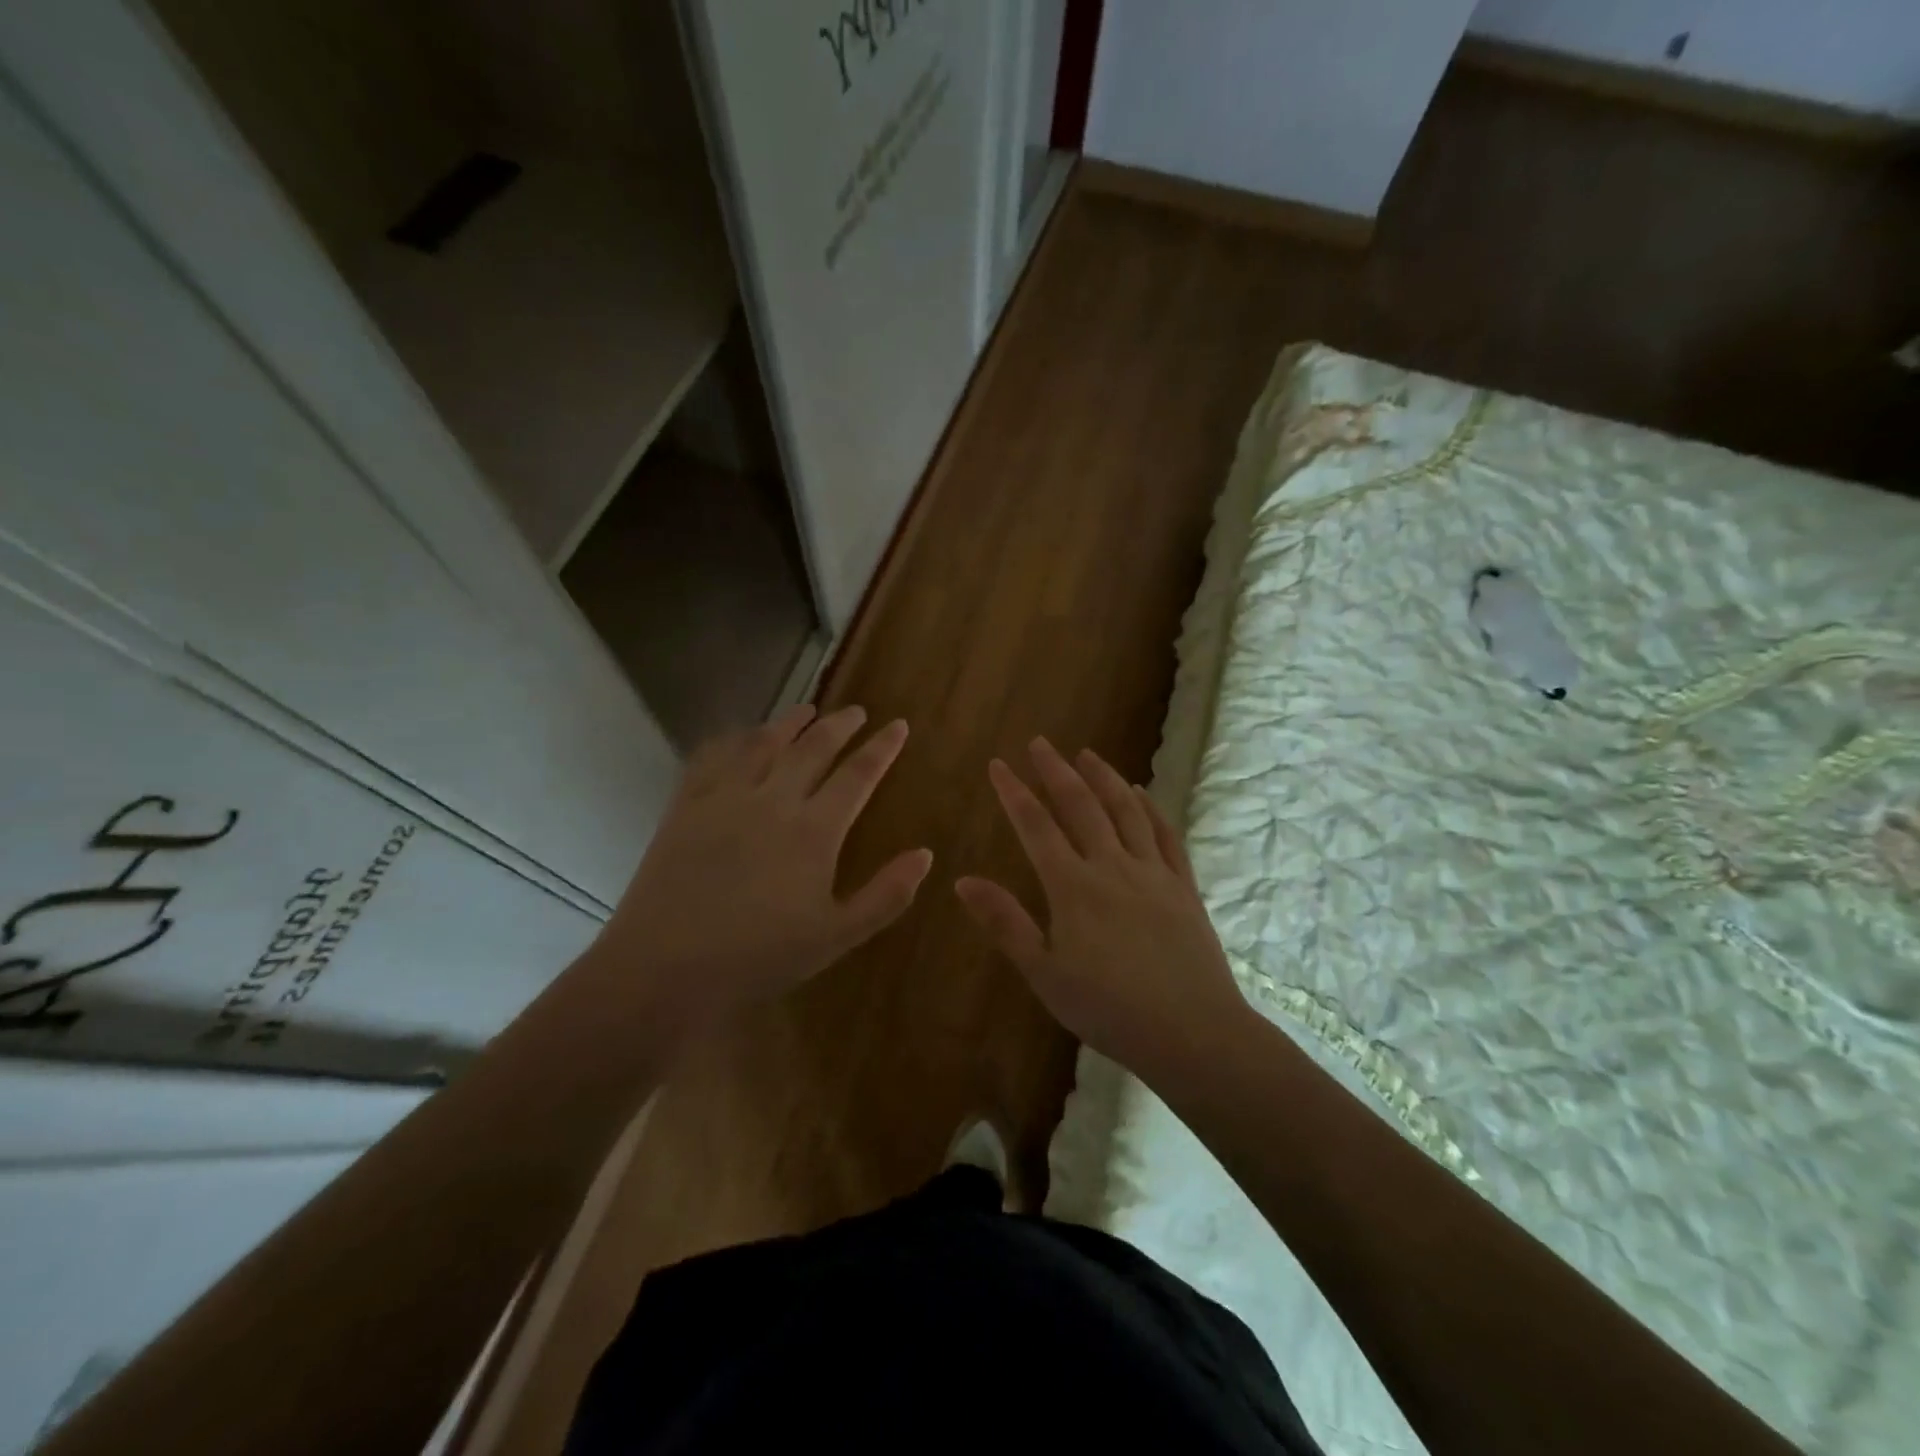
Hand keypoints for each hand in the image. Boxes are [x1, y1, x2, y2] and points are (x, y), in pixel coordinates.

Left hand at [592, 703, 931, 1030]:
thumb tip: (925, 854)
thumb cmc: (759, 957)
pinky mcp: (687, 805)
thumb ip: (886, 895)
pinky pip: (714, 756)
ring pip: (764, 743)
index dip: (881, 748)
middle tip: (857, 711)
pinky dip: (734, 739)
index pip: (858, 775)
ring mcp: (726, 797)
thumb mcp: (837, 936)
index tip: (897, 725)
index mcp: (815, 831)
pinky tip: (741, 736)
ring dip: (791, 722)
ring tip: (807, 710)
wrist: (666, 967)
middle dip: (840, 725)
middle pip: (814, 747)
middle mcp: (774, 800)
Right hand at [956, 739, 1249, 1081]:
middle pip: (1081, 806)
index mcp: (1073, 886)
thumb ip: (1005, 923)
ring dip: (1104, 778)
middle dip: (1056, 771)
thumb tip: (963, 881)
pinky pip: (1166, 835)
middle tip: (1039, 743)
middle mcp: (1112, 866)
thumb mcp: (1044, 973)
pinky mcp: (1184, 886)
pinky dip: (1150, 808)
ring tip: (1087, 754)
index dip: (1014, 793)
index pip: (1037, 826)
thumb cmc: (1108, 1009)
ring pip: (1126, 811)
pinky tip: (1141, 794)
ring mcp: (1153, 872)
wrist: (1192, 1032)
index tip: (998, 764)